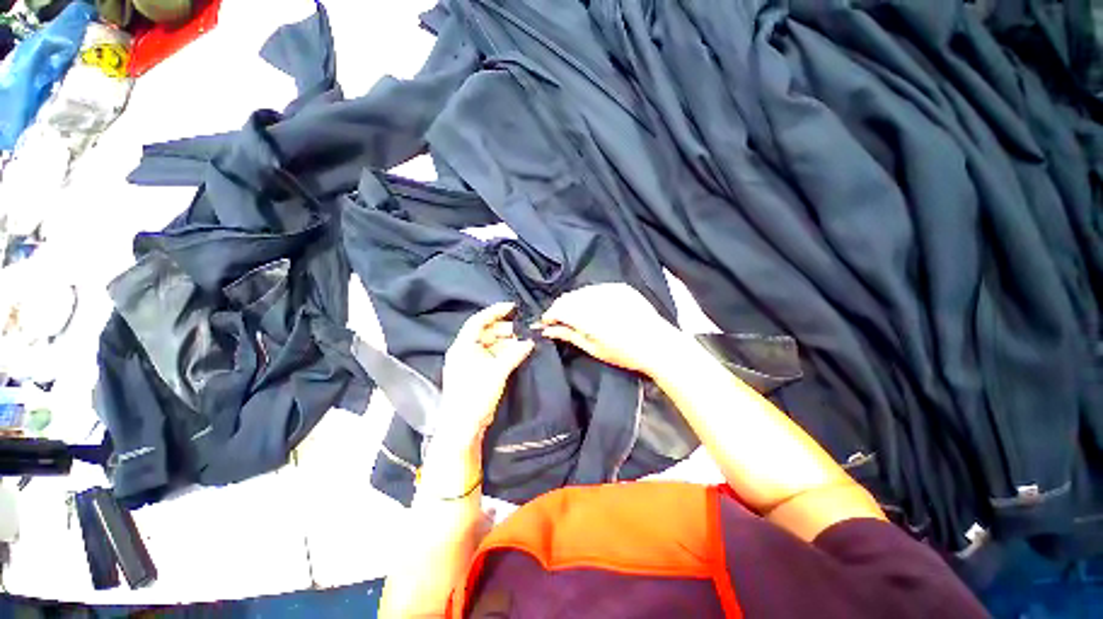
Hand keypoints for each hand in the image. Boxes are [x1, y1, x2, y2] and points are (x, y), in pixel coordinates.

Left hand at [438, 302, 534, 445]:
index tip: (512, 307)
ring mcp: (470, 362)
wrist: (463, 426)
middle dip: (505, 330)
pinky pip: (492, 356)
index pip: (478, 321)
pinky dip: (504, 353)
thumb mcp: (497, 372)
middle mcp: (465, 351)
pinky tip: (517, 353)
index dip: (495, 312)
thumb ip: (515, 354)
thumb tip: (530, 341)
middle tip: (522, 331)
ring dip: (507, 342)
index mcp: (463, 346)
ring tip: (523, 343)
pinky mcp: (477, 372)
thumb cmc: (476, 395)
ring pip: (491, 345)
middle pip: (486, 332)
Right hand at [537, 283, 682, 375]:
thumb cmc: (624, 354)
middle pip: (569, 297)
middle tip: (559, 321)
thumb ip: (569, 335)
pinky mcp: (621, 287)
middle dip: (560, 308)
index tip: (546, 323)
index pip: (560, 308)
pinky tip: (593, 307)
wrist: (658, 345)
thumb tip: (548, 330)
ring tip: (576, 315)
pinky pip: (596, 288)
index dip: (550, 315)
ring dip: (574, 301)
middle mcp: (597, 299)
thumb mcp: (593, 348)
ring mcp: (610, 290)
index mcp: (589, 317)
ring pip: (582, 291)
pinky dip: (590, 296)